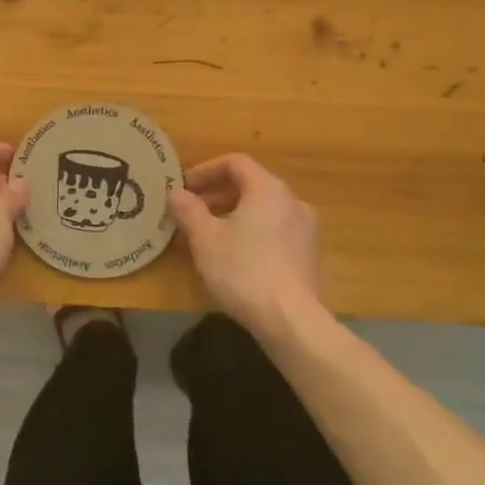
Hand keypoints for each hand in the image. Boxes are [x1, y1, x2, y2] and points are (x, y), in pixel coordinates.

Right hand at [168, 153, 321, 338]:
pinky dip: (251, 233)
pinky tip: (234, 257)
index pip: (235, 162)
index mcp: (268, 188)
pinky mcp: (309, 256)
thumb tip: (175, 193)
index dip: (205, 170)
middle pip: (250, 185)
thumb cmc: (243, 270)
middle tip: (191, 212)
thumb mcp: (205, 238)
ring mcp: (305, 229)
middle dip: (217, 195)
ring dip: (232, 215)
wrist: (291, 321)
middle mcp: (292, 201)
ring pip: (262, 210)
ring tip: (208, 236)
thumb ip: (188, 210)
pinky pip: (274, 231)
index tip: (184, 188)